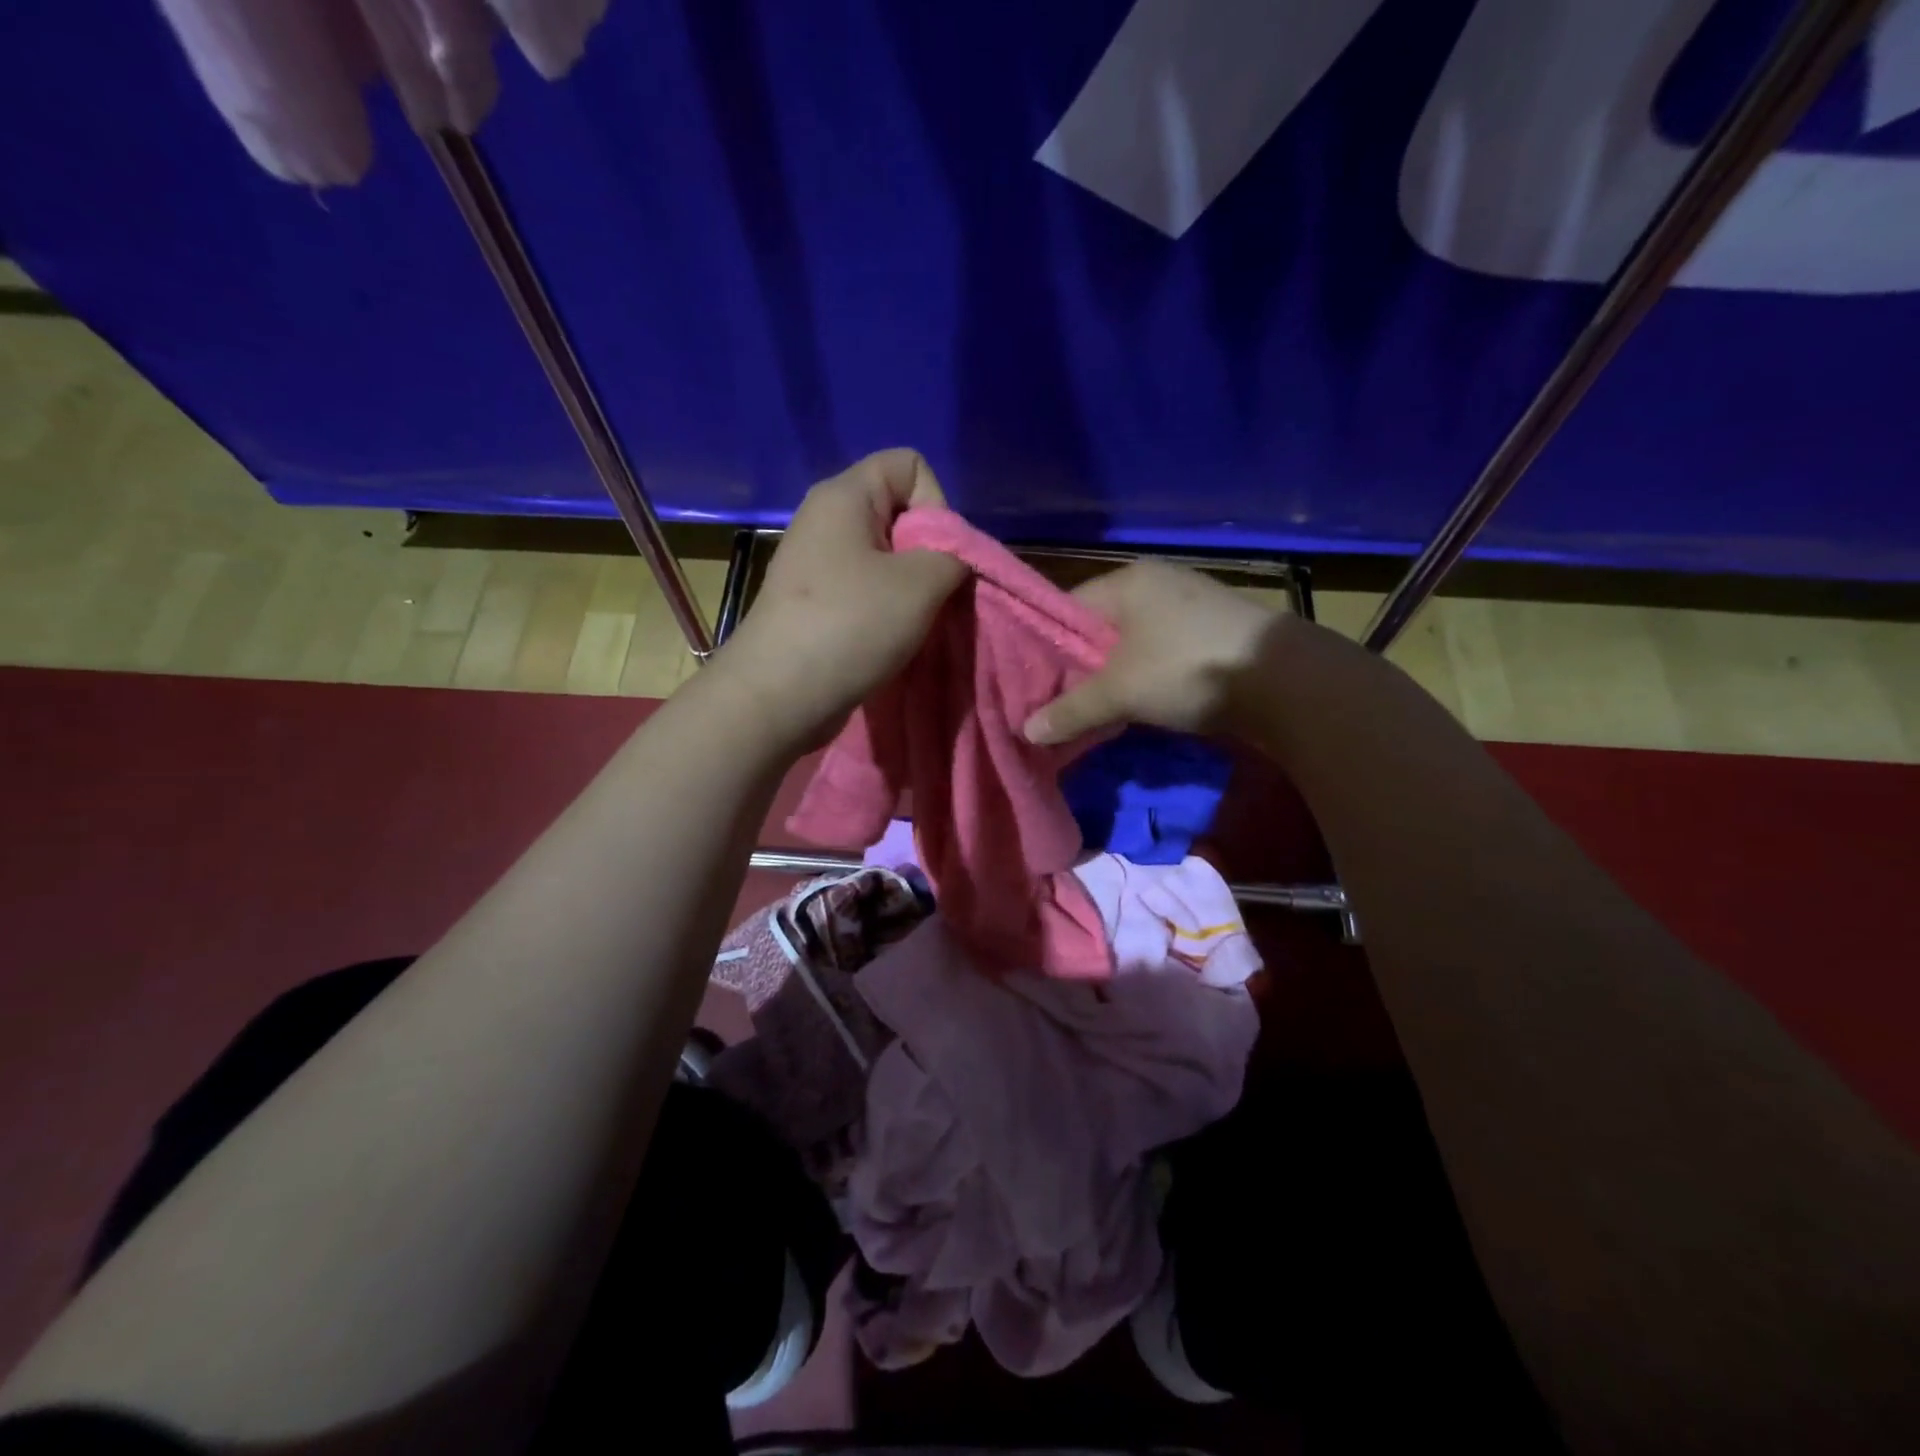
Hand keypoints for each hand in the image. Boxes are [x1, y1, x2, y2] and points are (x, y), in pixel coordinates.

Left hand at [716, 449, 967, 746]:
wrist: (778, 695)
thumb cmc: (850, 625)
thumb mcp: (923, 583)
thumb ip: (955, 556)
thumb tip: (952, 558)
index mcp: (844, 495)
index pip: (910, 464)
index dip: (937, 503)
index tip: (936, 554)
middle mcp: (825, 520)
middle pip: (899, 513)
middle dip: (928, 552)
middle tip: (929, 595)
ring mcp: (815, 564)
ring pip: (885, 558)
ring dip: (910, 590)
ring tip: (910, 623)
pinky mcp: (813, 603)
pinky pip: (864, 590)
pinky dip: (885, 611)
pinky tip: (887, 640)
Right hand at [1022, 560, 1279, 744]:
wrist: (1286, 682)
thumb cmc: (1187, 668)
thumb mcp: (1119, 692)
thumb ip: (1071, 710)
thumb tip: (1026, 731)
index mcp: (1128, 581)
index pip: (1065, 608)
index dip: (1042, 646)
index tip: (1026, 683)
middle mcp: (1157, 585)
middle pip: (1098, 628)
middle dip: (1077, 667)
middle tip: (1052, 703)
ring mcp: (1189, 608)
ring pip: (1130, 645)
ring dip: (1111, 677)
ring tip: (1088, 710)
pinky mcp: (1213, 635)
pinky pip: (1159, 655)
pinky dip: (1143, 679)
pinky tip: (1133, 706)